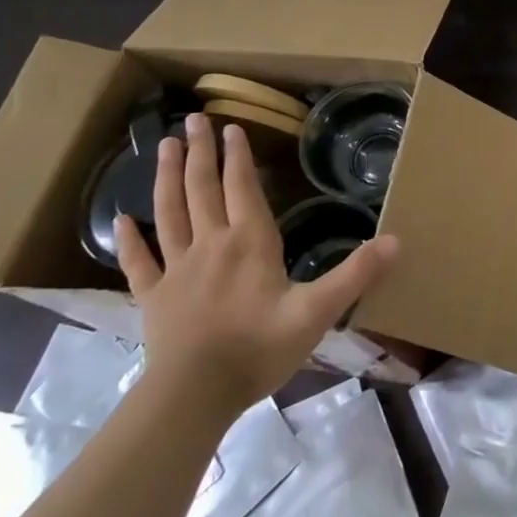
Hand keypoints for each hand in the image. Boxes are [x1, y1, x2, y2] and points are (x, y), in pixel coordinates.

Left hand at [115, 113, 399, 418]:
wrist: (194, 396)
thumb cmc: (259, 348)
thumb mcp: (317, 312)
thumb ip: (356, 274)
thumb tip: (397, 240)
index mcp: (249, 241)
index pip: (242, 187)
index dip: (237, 156)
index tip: (231, 127)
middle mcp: (211, 244)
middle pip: (202, 189)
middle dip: (200, 152)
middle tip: (193, 120)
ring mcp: (177, 269)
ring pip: (169, 213)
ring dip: (167, 177)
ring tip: (165, 146)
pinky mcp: (153, 298)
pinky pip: (139, 262)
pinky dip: (129, 240)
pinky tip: (120, 220)